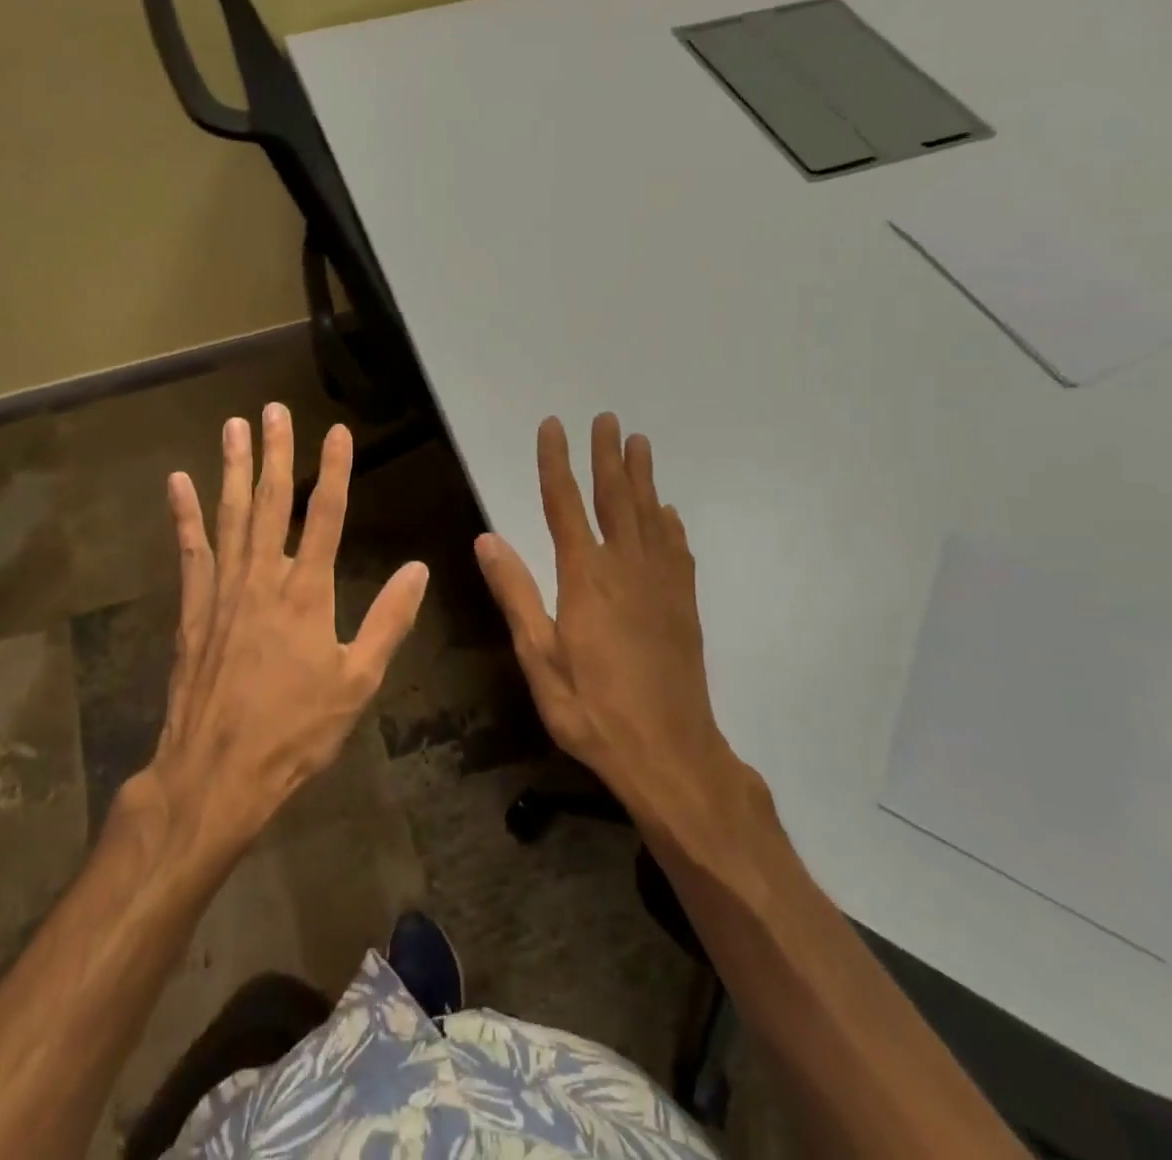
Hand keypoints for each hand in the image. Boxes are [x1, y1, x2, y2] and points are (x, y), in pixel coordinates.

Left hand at [139, 403, 429, 857]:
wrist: (216, 773)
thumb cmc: (295, 730)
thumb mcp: (358, 682)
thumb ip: (388, 621)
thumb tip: (418, 569)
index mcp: (308, 592)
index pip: (326, 515)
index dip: (335, 469)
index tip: (337, 431)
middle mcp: (263, 578)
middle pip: (272, 502)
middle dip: (276, 452)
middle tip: (273, 409)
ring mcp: (222, 590)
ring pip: (230, 515)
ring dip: (233, 468)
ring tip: (234, 426)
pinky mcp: (193, 608)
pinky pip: (190, 550)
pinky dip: (184, 515)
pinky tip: (178, 483)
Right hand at [475, 414, 754, 826]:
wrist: (670, 752)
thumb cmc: (592, 710)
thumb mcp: (539, 658)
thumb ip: (516, 594)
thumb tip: (487, 539)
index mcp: (586, 578)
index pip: (565, 504)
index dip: (556, 462)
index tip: (553, 426)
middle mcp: (627, 568)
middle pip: (615, 498)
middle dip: (607, 456)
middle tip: (607, 418)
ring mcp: (661, 583)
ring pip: (650, 514)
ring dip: (642, 476)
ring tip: (639, 443)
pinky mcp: (683, 602)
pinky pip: (676, 547)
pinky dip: (669, 521)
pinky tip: (667, 511)